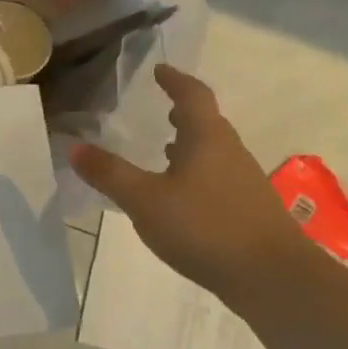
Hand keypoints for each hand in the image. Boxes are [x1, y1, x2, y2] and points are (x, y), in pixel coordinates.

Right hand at [71, 64, 310, 299]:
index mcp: (207, 139)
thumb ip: (110, 174)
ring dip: (190, 145)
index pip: (192, 96)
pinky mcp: (249, 210)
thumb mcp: (145, 200)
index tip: (160, 70)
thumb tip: (74, 147)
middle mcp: (230, 152)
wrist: (274, 278)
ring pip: (213, 152)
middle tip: (161, 108)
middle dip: (182, 113)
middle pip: (207, 123)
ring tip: (165, 150)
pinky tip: (182, 197)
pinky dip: (196, 174)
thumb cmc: (205, 227)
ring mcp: (244, 183)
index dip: (175, 80)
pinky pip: (217, 178)